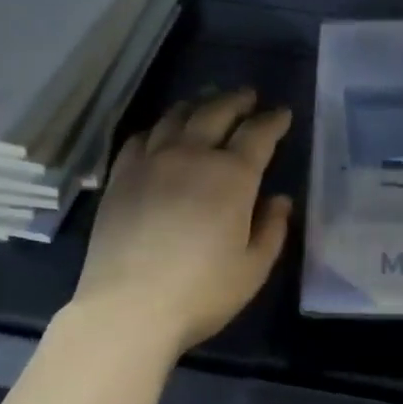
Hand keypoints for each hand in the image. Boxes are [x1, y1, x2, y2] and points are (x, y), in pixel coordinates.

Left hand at [73, 88, 293, 358]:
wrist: (128, 307)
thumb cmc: (201, 292)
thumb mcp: (253, 268)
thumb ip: (271, 229)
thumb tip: (279, 200)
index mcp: (231, 176)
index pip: (258, 134)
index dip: (273, 121)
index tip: (282, 114)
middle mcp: (190, 156)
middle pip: (215, 112)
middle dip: (236, 101)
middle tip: (248, 97)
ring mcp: (150, 162)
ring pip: (175, 117)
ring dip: (197, 105)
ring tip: (206, 102)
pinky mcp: (120, 177)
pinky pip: (140, 137)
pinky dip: (158, 128)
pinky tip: (161, 133)